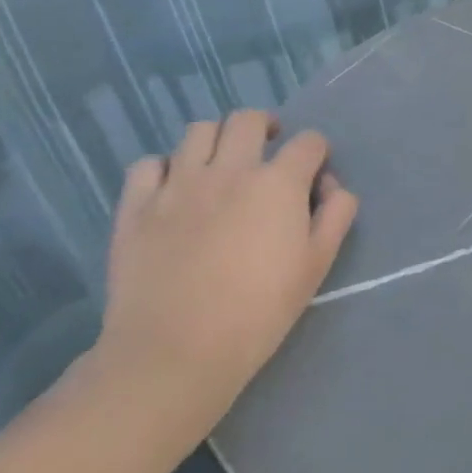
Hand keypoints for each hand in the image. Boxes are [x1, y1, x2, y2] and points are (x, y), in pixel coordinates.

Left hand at [92, 112, 357, 427]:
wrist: (174, 353)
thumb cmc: (260, 308)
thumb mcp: (319, 262)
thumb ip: (336, 213)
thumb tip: (331, 186)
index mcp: (279, 182)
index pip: (309, 141)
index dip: (317, 154)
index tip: (314, 176)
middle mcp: (229, 170)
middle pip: (248, 119)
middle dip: (266, 128)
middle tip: (267, 154)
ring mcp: (177, 186)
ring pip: (198, 131)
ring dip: (217, 141)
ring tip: (221, 166)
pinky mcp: (135, 209)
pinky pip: (147, 165)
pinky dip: (164, 168)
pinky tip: (174, 190)